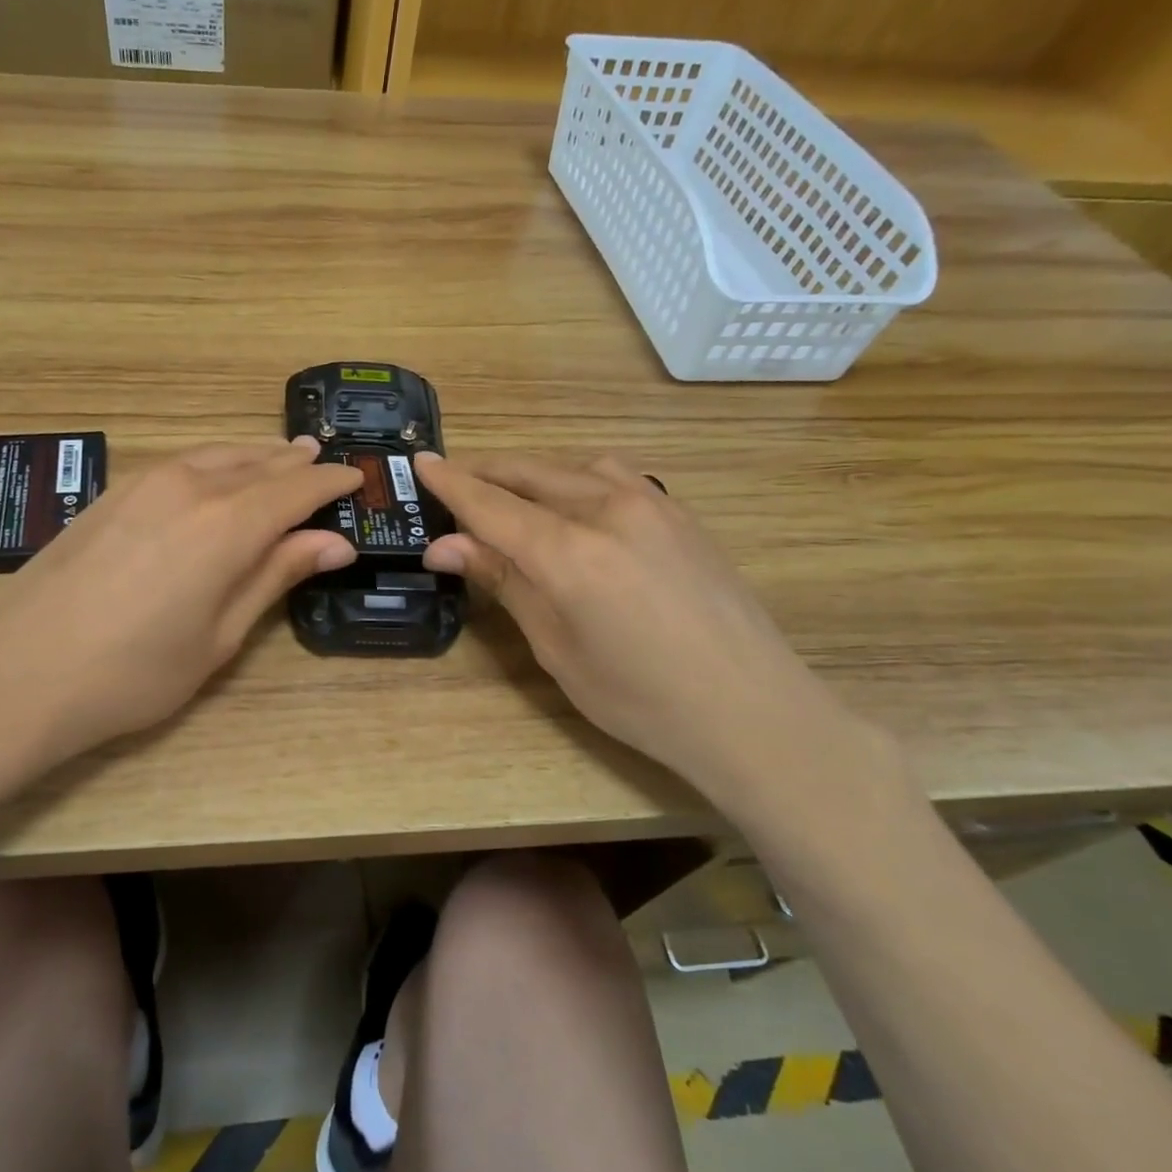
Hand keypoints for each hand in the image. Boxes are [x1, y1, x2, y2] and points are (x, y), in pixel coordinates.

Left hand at [0, 438, 361, 771]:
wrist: (18, 673)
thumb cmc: (133, 674)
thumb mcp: (219, 636)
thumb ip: (275, 577)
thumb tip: (334, 543)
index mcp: (227, 525)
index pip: (296, 489)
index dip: (330, 484)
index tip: (356, 480)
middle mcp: (190, 487)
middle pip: (257, 464)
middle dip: (295, 464)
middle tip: (323, 463)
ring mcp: (144, 483)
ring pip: (217, 455)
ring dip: (254, 457)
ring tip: (280, 458)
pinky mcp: (112, 492)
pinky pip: (182, 463)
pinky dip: (214, 463)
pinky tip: (217, 477)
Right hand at [416, 452, 864, 806]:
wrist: (751, 709)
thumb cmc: (639, 698)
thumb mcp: (556, 646)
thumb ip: (504, 582)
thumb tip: (443, 546)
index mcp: (570, 552)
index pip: (491, 504)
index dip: (451, 482)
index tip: (420, 462)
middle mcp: (608, 510)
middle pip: (529, 473)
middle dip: (485, 473)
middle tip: (451, 482)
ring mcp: (651, 504)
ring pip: (571, 467)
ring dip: (530, 473)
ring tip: (507, 496)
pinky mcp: (678, 512)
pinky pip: (611, 477)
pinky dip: (574, 479)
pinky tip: (570, 505)